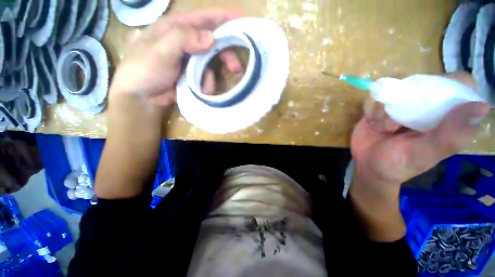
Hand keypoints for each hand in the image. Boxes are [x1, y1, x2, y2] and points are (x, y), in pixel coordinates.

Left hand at [109, 9, 243, 107]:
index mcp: (177, 28)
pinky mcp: (194, 76)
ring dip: (213, 76)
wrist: (141, 96)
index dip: (223, 18)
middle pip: (214, 44)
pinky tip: (199, 91)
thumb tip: (211, 38)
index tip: (242, 21)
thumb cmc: (144, 69)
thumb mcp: (160, 50)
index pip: (204, 18)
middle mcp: (187, 43)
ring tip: (205, 87)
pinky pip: (207, 78)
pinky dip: (206, 85)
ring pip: (212, 64)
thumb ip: (183, 39)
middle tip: (236, 67)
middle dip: (226, 55)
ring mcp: (191, 61)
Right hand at [351, 73, 489, 189]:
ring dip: (388, 109)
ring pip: (397, 90)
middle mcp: (428, 109)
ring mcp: (402, 108)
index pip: (460, 87)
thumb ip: (450, 135)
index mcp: (447, 119)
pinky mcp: (381, 109)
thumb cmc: (397, 165)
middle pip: (427, 83)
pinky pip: (378, 98)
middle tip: (398, 122)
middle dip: (410, 99)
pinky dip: (373, 110)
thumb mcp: (423, 155)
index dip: (451, 84)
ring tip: (384, 128)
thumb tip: (482, 107)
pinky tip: (373, 125)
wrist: (366, 166)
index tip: (432, 98)